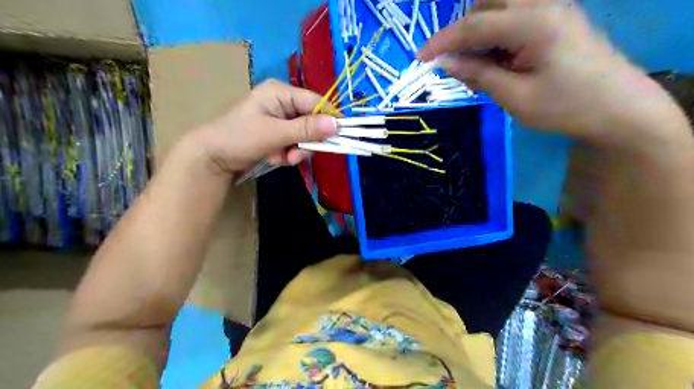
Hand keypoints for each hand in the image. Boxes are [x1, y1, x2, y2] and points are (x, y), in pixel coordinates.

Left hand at [191, 79, 338, 173]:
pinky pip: (295, 144)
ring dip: (295, 151)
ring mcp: (281, 119)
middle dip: (305, 142)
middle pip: (312, 121)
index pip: (316, 102)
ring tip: (280, 158)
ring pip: (305, 136)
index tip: (340, 137)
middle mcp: (283, 102)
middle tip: (295, 156)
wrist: (212, 158)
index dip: (329, 119)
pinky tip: (274, 158)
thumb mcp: (275, 133)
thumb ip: (306, 129)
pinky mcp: (278, 134)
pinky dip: (288, 154)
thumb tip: (337, 125)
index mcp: (281, 92)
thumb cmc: (239, 138)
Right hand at [420, 0, 681, 142]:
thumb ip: (477, 74)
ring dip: (479, 31)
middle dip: (463, 30)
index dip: (442, 42)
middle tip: (455, 63)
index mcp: (533, 23)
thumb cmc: (565, 107)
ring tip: (477, 67)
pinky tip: (497, 62)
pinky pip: (514, 17)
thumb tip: (444, 62)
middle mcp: (543, 4)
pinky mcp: (555, 20)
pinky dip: (496, 36)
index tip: (420, 60)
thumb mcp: (514, 97)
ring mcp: (552, 9)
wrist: (619, 110)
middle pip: (487, 1)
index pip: (474, 24)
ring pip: (500, 6)